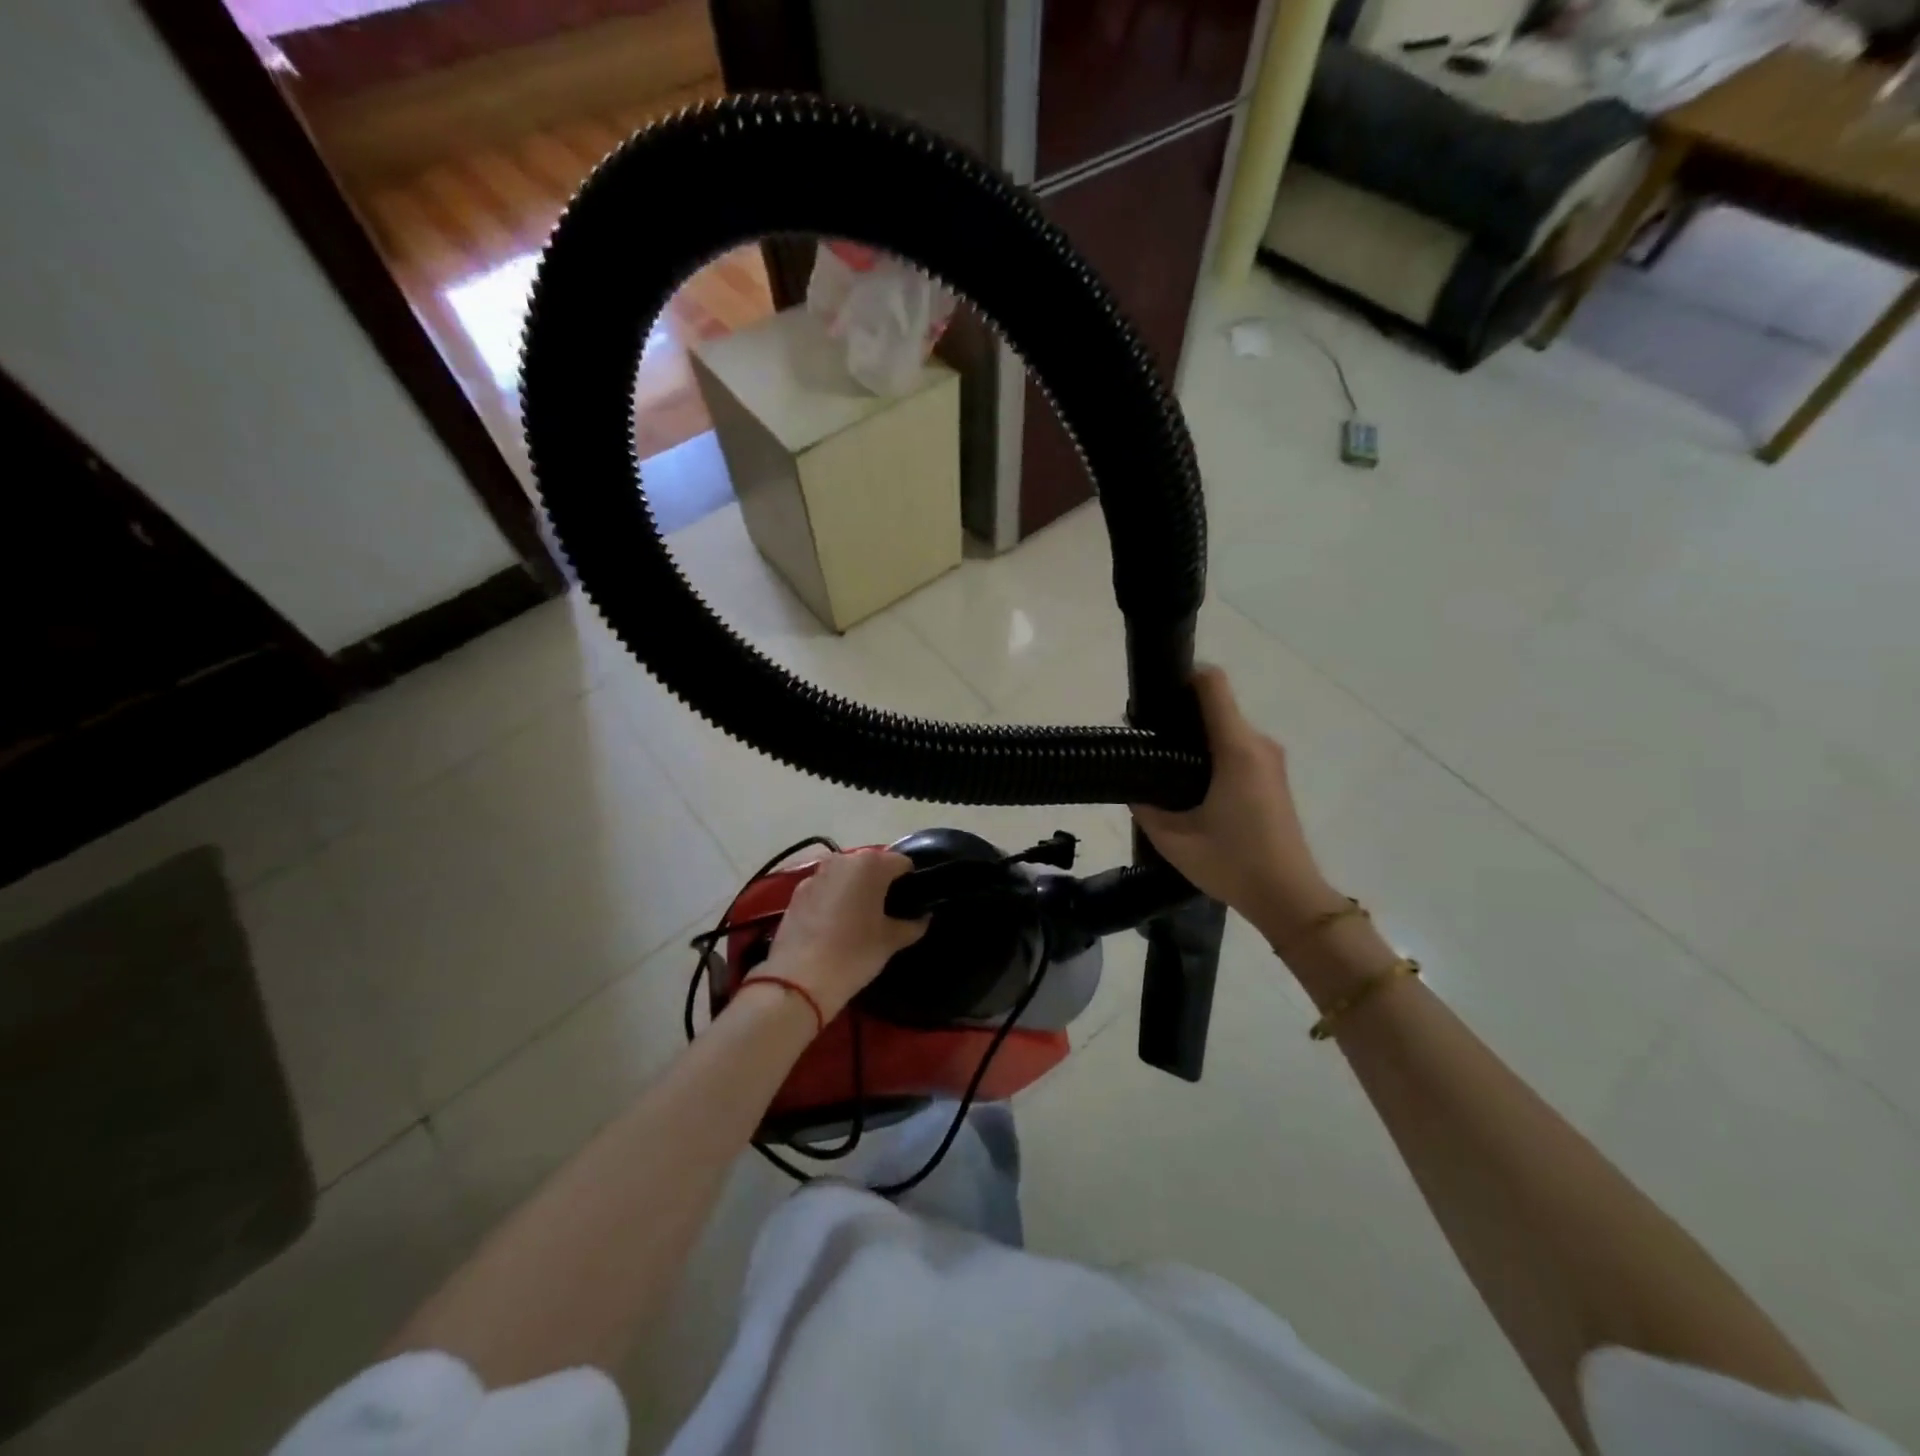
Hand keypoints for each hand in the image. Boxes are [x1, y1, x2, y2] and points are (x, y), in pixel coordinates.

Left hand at [759, 850, 927, 1019]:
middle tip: (887, 914)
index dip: (910, 883)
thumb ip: (913, 924)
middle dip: (881, 885)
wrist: (799, 979)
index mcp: (871, 864)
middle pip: (872, 866)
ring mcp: (816, 874)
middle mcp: (843, 860)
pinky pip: (825, 889)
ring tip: (860, 921)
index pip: (902, 863)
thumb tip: (923, 917)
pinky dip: (833, 900)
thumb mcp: (891, 941)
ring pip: (846, 876)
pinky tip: (834, 927)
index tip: (910, 905)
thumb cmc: (854, 954)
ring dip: (856, 890)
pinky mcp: (797, 892)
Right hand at [1132, 667, 1341, 944]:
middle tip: (1145, 739)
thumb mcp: (1173, 839)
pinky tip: (1189, 783)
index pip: (1212, 684)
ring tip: (1162, 763)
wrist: (1289, 898)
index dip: (1181, 676)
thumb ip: (1144, 805)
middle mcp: (1258, 745)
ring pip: (1226, 728)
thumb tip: (1130, 783)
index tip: (1153, 694)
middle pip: (1216, 706)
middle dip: (1179, 713)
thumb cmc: (1233, 864)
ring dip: (1194, 737)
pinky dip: (1211, 753)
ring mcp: (1270, 761)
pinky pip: (1237, 748)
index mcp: (1236, 750)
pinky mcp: (1273, 778)